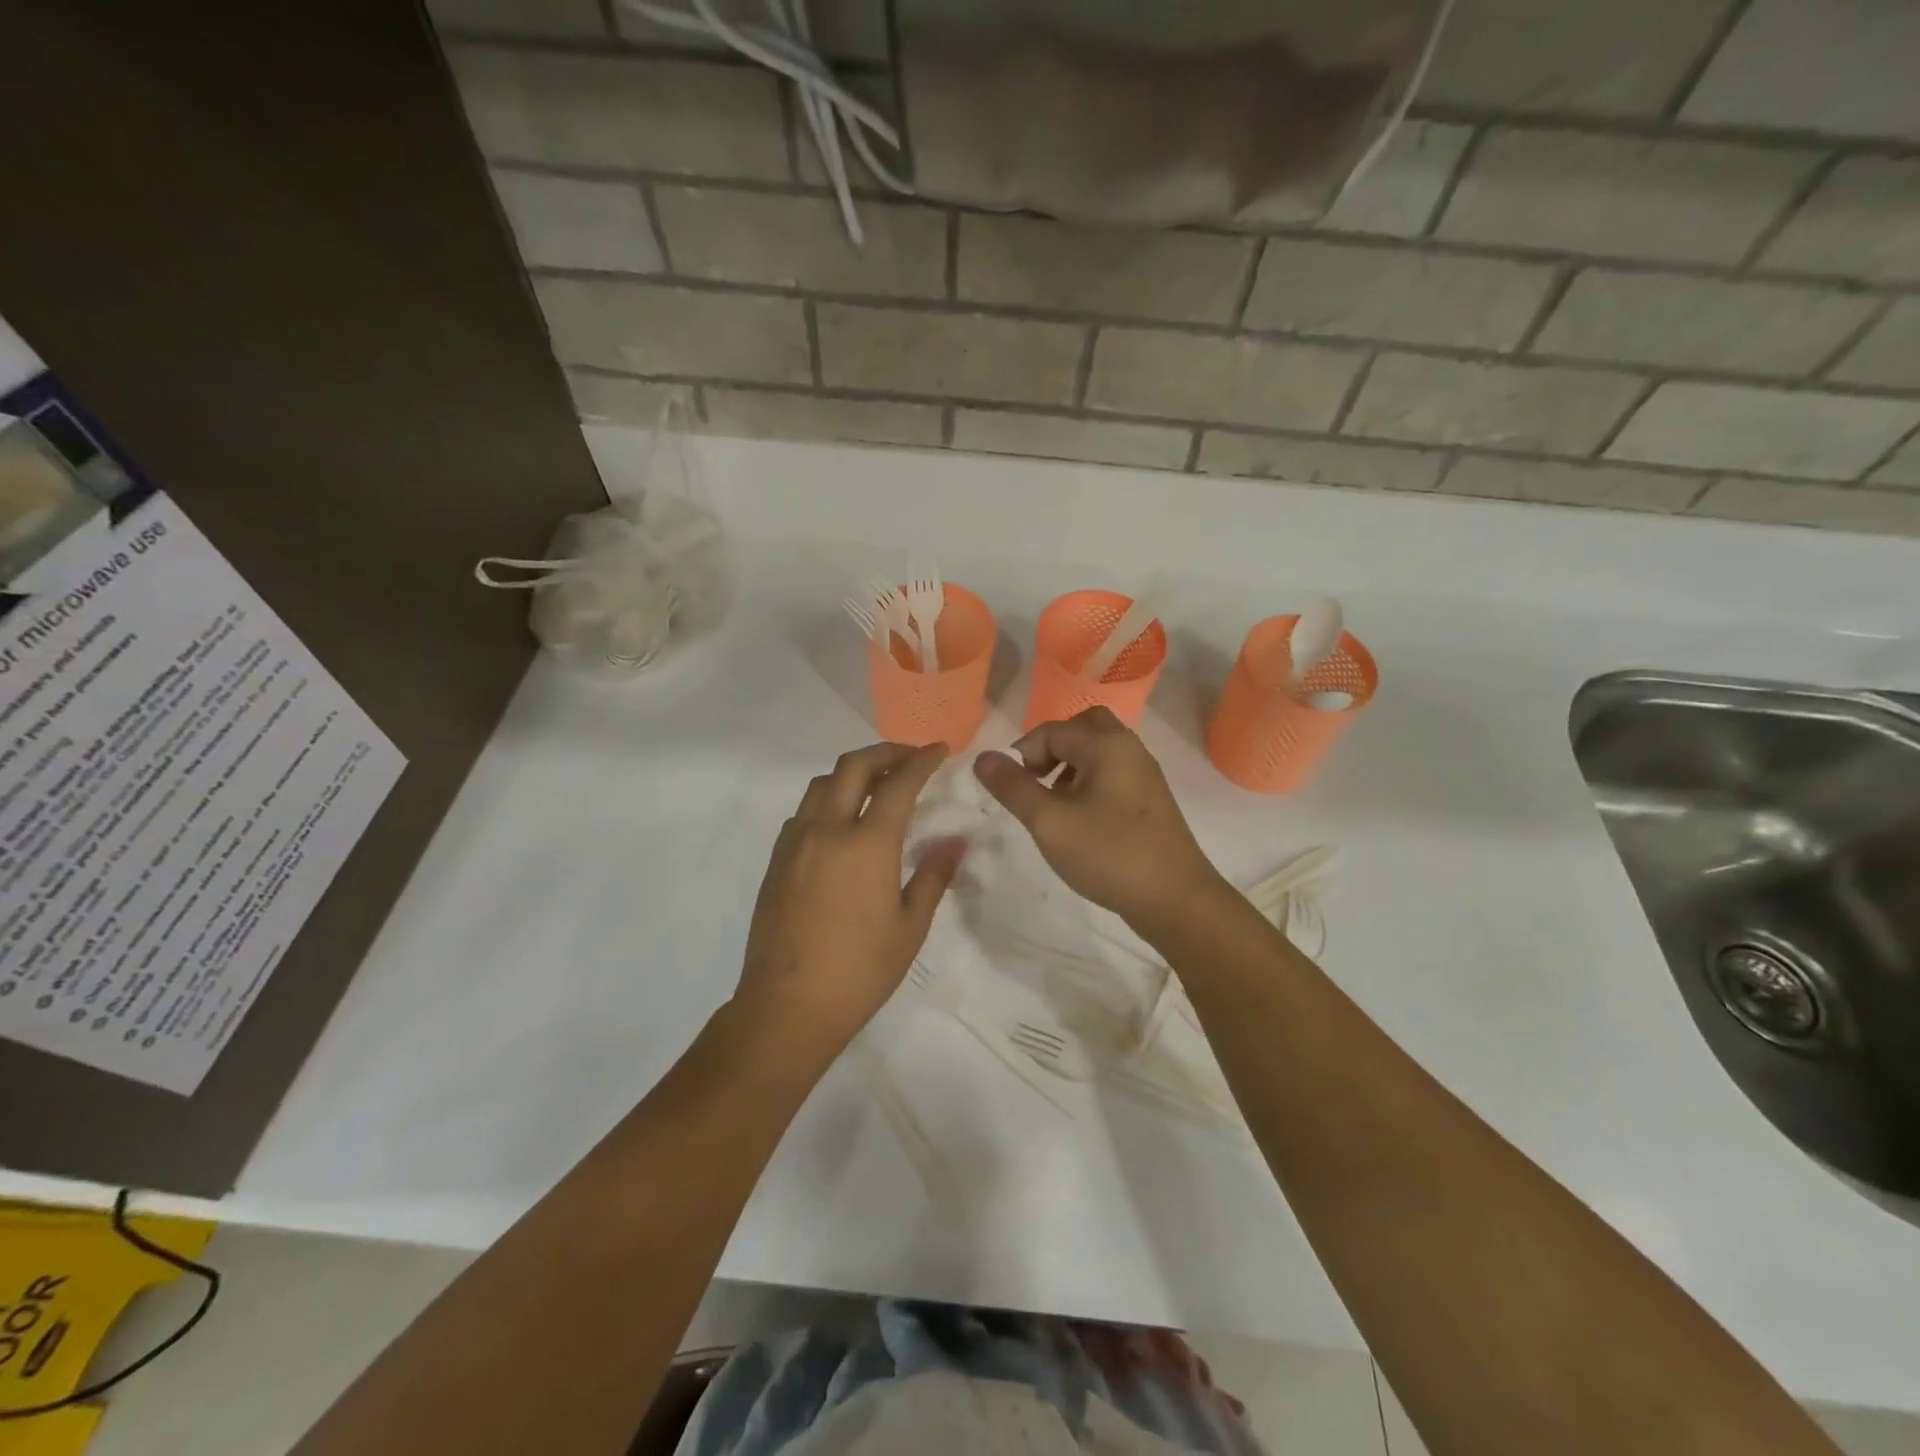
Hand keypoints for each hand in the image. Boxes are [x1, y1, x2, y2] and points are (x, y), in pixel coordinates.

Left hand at [737, 743, 962, 1056]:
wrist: (787, 1007)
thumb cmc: (859, 971)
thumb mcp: (909, 927)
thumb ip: (931, 877)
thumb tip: (953, 843)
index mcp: (866, 844)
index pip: (898, 783)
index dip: (921, 760)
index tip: (939, 749)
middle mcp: (827, 830)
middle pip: (853, 766)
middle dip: (885, 752)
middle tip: (910, 758)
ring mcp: (795, 843)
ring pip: (822, 784)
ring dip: (852, 772)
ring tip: (876, 786)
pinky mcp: (776, 860)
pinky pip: (803, 811)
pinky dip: (827, 799)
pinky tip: (841, 824)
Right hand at [973, 708, 1224, 937]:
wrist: (1176, 899)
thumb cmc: (1109, 854)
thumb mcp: (1049, 822)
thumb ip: (1013, 787)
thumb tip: (983, 757)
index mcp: (1106, 745)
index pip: (1052, 730)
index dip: (1024, 753)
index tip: (1012, 789)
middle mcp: (1129, 749)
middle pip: (1084, 728)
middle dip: (1052, 748)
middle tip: (1036, 780)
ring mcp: (1145, 775)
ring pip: (1100, 752)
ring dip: (1070, 766)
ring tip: (1054, 804)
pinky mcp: (1151, 801)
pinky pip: (1113, 774)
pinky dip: (1090, 783)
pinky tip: (1081, 821)